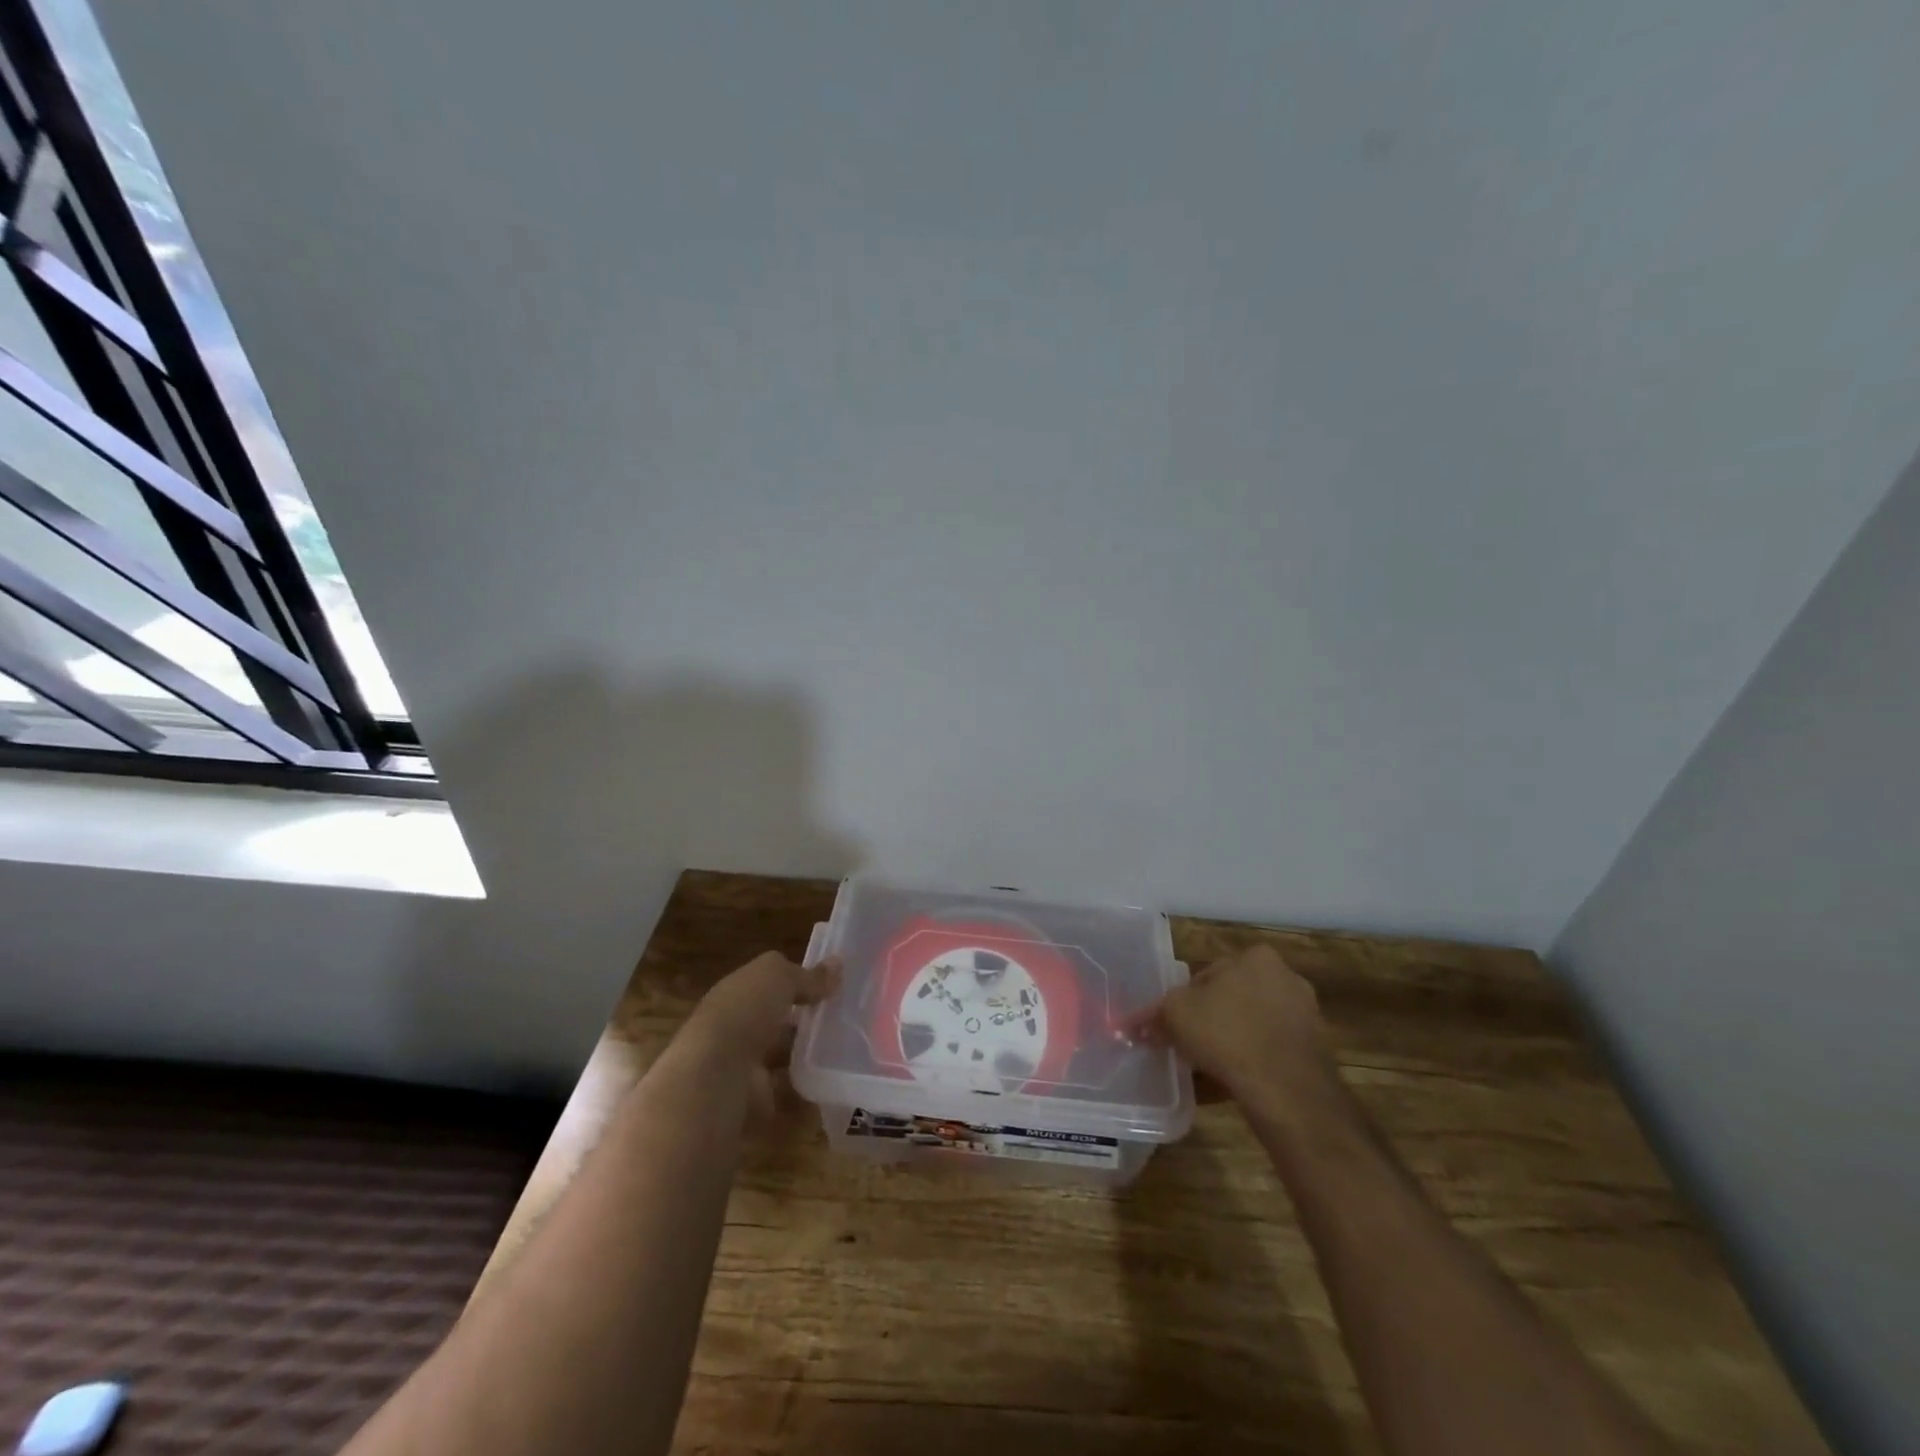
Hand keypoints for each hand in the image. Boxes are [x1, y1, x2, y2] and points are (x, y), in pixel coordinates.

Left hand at [682, 952, 839, 1125]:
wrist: (715, 1078)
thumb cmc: (744, 1013)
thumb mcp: (778, 977)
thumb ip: (808, 975)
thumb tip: (838, 964)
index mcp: (736, 994)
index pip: (769, 985)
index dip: (797, 983)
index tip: (832, 986)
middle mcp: (737, 1030)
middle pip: (777, 1023)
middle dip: (806, 1023)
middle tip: (848, 1020)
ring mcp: (746, 1068)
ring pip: (784, 1059)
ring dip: (810, 1058)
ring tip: (850, 1052)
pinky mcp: (757, 1103)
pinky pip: (789, 1097)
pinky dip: (809, 1095)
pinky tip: (836, 1085)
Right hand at [1133, 944, 1338, 1112]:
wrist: (1286, 1088)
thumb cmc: (1227, 1033)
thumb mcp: (1175, 1015)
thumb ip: (1155, 1015)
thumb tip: (1134, 1024)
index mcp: (1256, 957)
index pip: (1210, 973)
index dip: (1188, 1000)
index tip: (1178, 1025)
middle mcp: (1286, 978)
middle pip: (1234, 998)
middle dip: (1214, 1019)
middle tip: (1193, 1045)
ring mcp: (1306, 1016)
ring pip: (1254, 1026)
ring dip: (1234, 1042)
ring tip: (1211, 1069)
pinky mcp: (1316, 1052)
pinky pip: (1272, 1052)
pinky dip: (1255, 1063)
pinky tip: (1235, 1083)